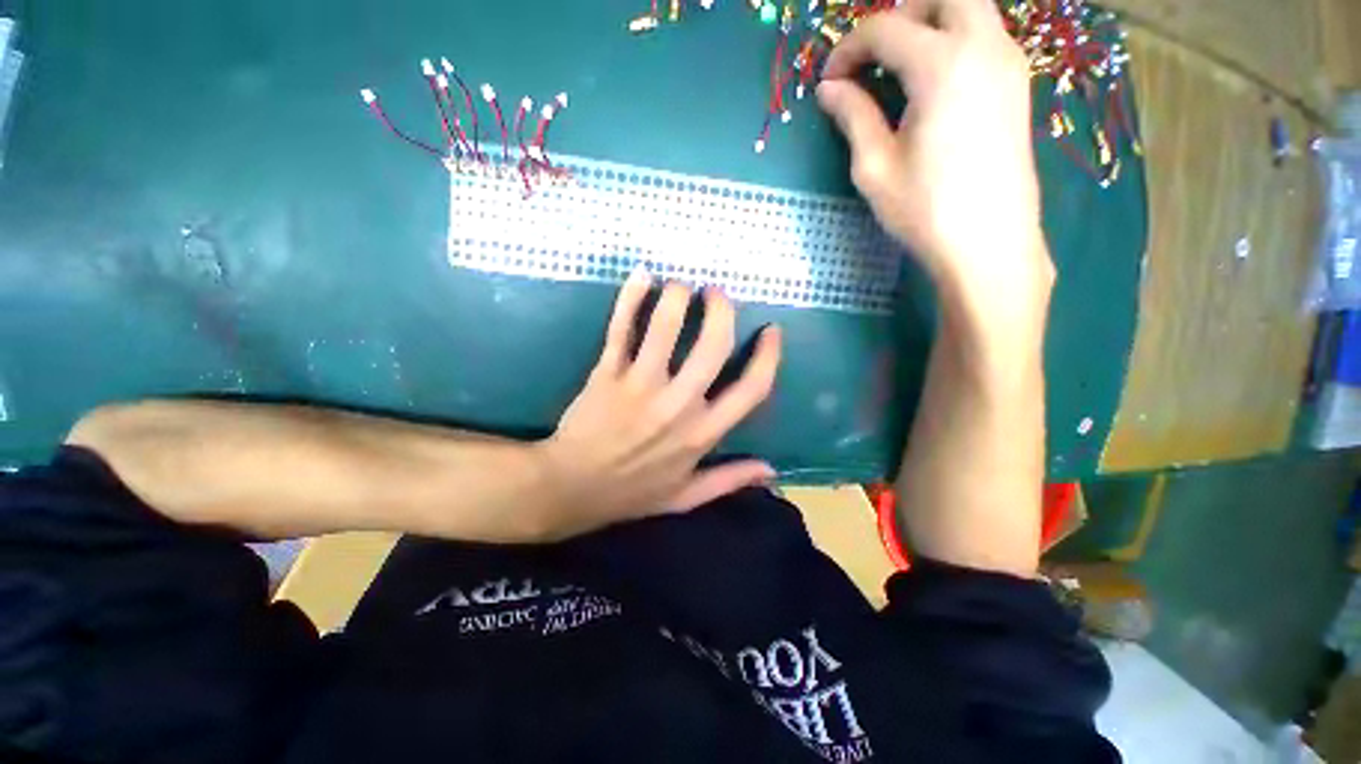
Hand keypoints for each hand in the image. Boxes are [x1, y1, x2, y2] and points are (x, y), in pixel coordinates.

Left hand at [531, 269, 782, 540]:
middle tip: (717, 293)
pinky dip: (631, 298)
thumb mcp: (686, 496)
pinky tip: (642, 276)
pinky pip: (621, 329)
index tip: (771, 331)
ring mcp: (640, 385)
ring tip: (682, 285)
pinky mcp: (607, 373)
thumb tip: (771, 470)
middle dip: (722, 310)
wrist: (571, 488)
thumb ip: (729, 479)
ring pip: (665, 327)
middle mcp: (677, 405)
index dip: (769, 356)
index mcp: (702, 434)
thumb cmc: (631, 492)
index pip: (751, 389)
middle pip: (713, 345)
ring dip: (678, 296)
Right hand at [817, 0, 1053, 312]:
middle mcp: (984, 46)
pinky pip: (985, 36)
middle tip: (872, 57)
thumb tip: (829, 89)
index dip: (848, 49)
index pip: (886, 28)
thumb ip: (853, 117)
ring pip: (970, 9)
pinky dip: (954, 41)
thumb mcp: (875, 167)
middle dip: (900, 16)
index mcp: (942, 64)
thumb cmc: (925, 209)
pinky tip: (932, 83)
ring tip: (899, 68)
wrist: (989, 243)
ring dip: (930, 24)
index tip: (830, 82)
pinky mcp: (1018, 84)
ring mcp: (1009, 62)